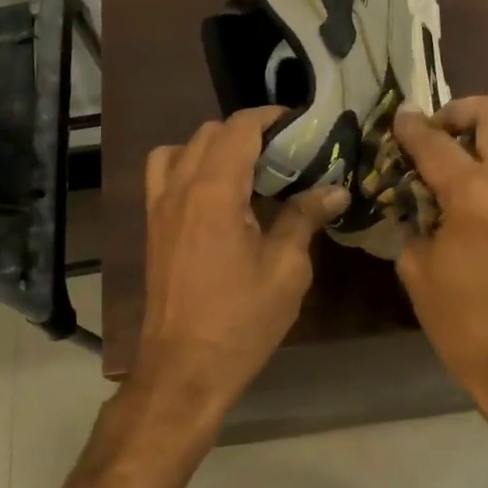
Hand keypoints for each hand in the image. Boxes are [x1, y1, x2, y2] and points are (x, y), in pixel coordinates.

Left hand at [131, 107, 347, 426]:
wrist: (184, 369)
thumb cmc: (241, 321)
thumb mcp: (286, 270)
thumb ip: (304, 219)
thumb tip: (334, 191)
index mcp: (214, 191)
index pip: (239, 128)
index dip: (272, 118)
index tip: (302, 127)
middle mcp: (180, 188)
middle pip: (211, 132)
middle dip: (249, 133)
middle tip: (286, 155)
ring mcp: (159, 206)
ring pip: (182, 149)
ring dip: (216, 148)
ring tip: (248, 173)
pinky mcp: (152, 226)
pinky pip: (164, 175)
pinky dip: (189, 167)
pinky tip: (218, 197)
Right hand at [393, 97, 487, 430]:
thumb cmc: (463, 321)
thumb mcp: (417, 270)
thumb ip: (412, 222)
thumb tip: (411, 200)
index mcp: (473, 195)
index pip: (435, 142)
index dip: (411, 126)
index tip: (399, 117)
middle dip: (460, 110)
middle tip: (437, 132)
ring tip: (469, 146)